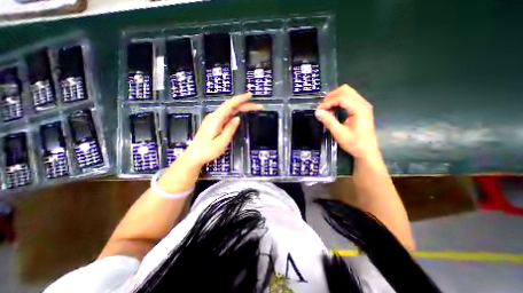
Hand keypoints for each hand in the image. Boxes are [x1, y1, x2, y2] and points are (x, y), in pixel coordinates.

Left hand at [182, 93, 260, 166]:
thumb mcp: (221, 142)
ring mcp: (214, 120)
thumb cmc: (207, 151)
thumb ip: (229, 129)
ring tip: (252, 108)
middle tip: (258, 107)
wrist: (194, 156)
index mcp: (216, 119)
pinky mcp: (214, 124)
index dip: (240, 99)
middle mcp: (214, 116)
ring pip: (230, 110)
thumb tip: (237, 118)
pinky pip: (227, 115)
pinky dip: (235, 112)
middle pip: (231, 107)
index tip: (250, 95)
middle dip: (245, 105)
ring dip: (241, 108)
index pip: (230, 105)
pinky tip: (240, 114)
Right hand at [314, 84, 380, 159]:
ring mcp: (362, 105)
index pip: (341, 97)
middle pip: (345, 90)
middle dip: (331, 97)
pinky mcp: (360, 108)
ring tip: (326, 109)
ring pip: (346, 93)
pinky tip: (333, 110)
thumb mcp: (339, 134)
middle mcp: (362, 103)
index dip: (328, 102)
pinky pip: (348, 99)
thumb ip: (329, 121)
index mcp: (359, 109)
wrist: (367, 151)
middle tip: (322, 108)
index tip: (319, 110)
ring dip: (334, 99)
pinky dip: (338, 102)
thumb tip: (317, 112)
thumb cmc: (354, 144)